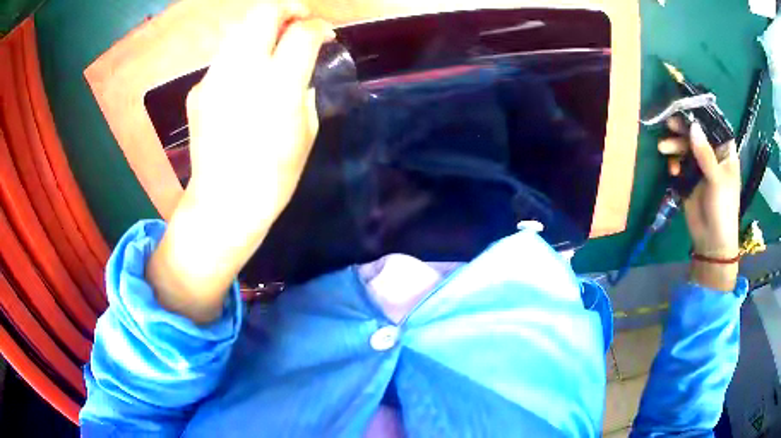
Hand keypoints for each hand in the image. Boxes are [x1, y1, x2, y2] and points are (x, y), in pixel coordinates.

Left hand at [147, 3, 333, 322]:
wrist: (223, 204)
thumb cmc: (273, 176)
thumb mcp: (306, 131)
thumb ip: (305, 89)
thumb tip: (300, 71)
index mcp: (277, 86)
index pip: (302, 33)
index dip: (319, 27)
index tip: (325, 35)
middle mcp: (242, 71)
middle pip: (263, 13)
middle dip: (287, 9)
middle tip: (299, 21)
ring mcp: (214, 78)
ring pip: (239, 30)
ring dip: (261, 29)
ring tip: (273, 46)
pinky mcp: (198, 90)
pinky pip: (224, 59)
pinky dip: (241, 57)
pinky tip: (244, 81)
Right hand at [658, 119, 740, 290]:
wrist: (712, 241)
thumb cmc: (723, 208)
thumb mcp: (717, 179)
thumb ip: (705, 153)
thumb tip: (693, 126)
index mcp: (725, 152)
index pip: (714, 126)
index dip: (701, 115)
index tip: (685, 107)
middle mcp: (713, 155)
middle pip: (697, 134)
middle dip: (683, 129)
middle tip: (669, 125)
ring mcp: (701, 166)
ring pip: (686, 147)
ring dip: (675, 146)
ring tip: (663, 148)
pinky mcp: (690, 178)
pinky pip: (680, 163)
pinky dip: (674, 164)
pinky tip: (672, 171)